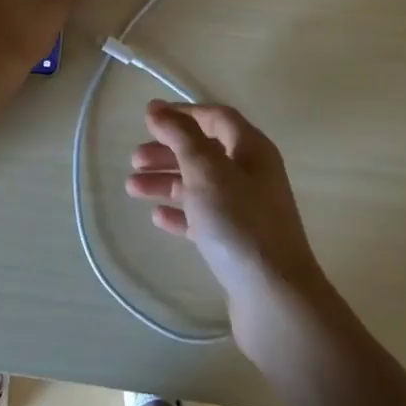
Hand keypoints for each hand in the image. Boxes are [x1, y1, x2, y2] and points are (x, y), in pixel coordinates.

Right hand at [126, 102, 326, 332]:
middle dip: (168, 152)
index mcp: (252, 150)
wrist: (274, 298)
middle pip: (205, 152)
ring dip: (166, 182)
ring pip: (200, 185)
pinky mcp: (238, 243)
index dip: (183, 114)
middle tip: (134, 160)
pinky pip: (203, 218)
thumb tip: (157, 108)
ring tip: (131, 189)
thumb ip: (181, 136)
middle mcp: (252, 175)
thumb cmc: (239, 223)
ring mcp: (246, 210)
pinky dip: (180, 213)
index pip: (216, 118)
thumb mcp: (206, 170)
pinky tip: (157, 218)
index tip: (149, 119)